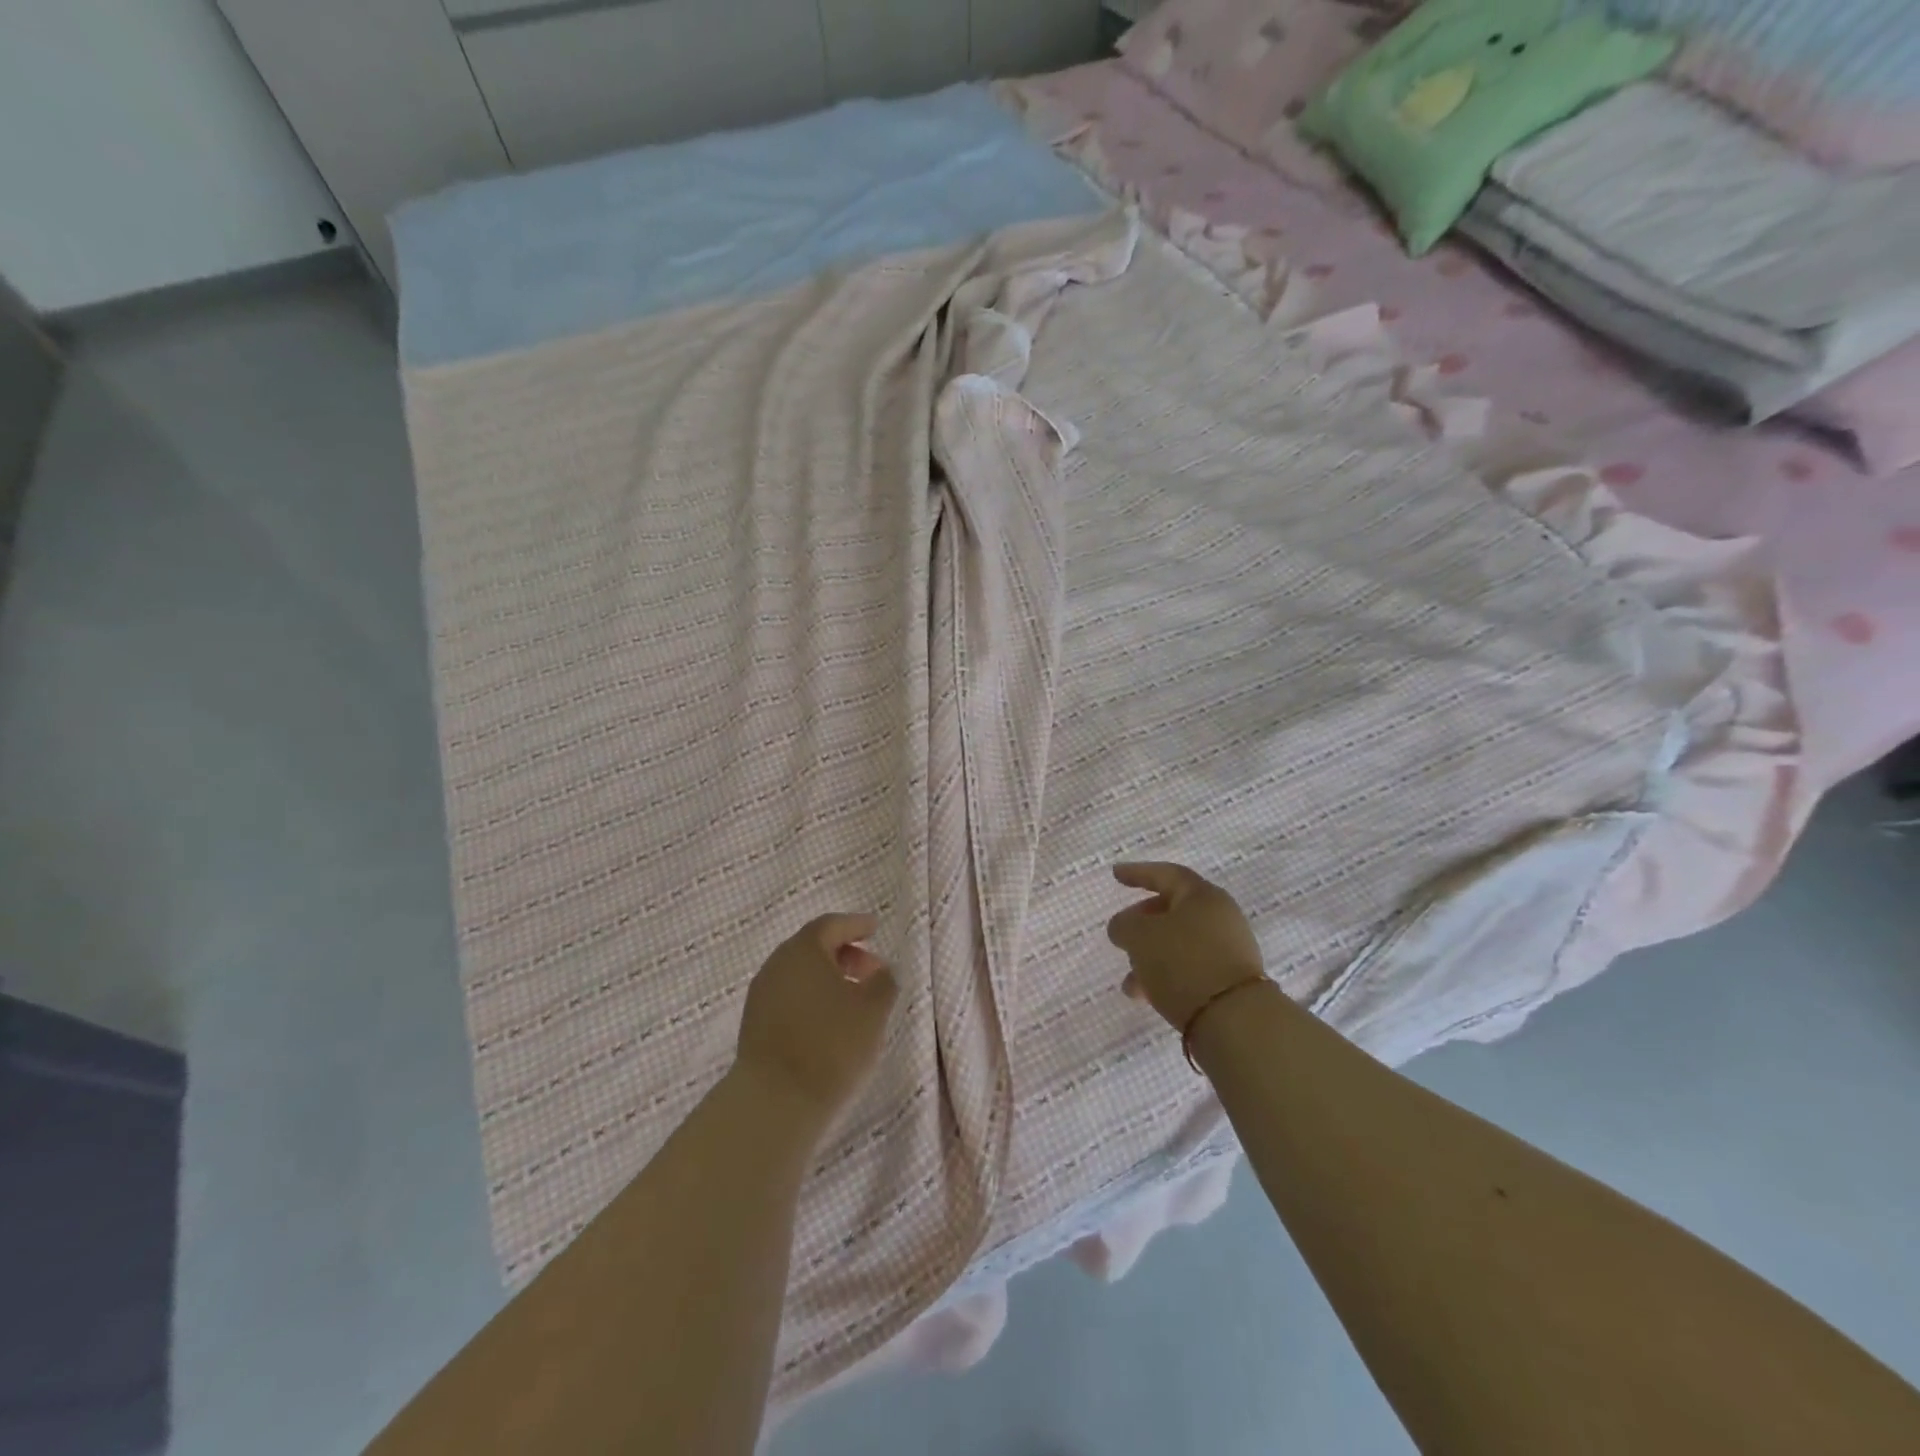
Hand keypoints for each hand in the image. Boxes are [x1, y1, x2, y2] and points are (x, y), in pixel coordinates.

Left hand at [735, 913, 898, 1125]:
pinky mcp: (754, 1024)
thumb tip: (879, 971)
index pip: (831, 925)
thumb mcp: (873, 1010)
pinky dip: (812, 998)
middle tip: (870, 970)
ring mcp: (761, 995)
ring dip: (827, 978)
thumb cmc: (831, 1044)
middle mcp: (777, 964)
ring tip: (854, 999)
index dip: (855, 925)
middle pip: (812, 947)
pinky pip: (789, 996)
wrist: (774, 1101)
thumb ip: (883, 981)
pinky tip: (829, 1021)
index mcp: (803, 949)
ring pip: (800, 974)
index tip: (874, 928)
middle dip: (844, 954)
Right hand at [1107, 863, 1265, 1029]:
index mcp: (1202, 896)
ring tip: (1129, 983)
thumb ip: (1124, 924)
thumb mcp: (1139, 936)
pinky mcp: (1230, 981)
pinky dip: (1166, 974)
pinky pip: (1190, 967)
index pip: (1166, 874)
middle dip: (1143, 922)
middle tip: (1121, 934)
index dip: (1138, 873)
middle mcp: (1220, 917)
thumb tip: (1124, 926)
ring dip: (1150, 956)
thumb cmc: (1182, 962)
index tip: (1115, 874)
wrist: (1234, 1020)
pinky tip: (1147, 996)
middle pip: (1173, 910)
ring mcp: (1229, 950)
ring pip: (1179, 943)